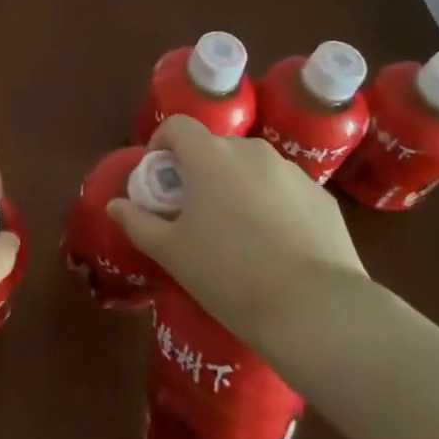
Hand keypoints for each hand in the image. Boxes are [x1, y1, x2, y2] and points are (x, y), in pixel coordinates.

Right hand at [108, 115, 368, 355]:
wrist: (318, 312)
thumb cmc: (230, 275)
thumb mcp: (172, 253)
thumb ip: (138, 222)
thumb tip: (115, 205)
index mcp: (210, 156)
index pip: (178, 125)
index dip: (162, 143)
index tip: (160, 177)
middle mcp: (251, 151)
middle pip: (216, 147)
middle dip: (201, 171)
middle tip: (196, 212)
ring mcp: (292, 172)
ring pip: (253, 168)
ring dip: (238, 186)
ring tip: (239, 233)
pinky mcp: (323, 198)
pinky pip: (285, 191)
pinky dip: (274, 205)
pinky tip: (278, 247)